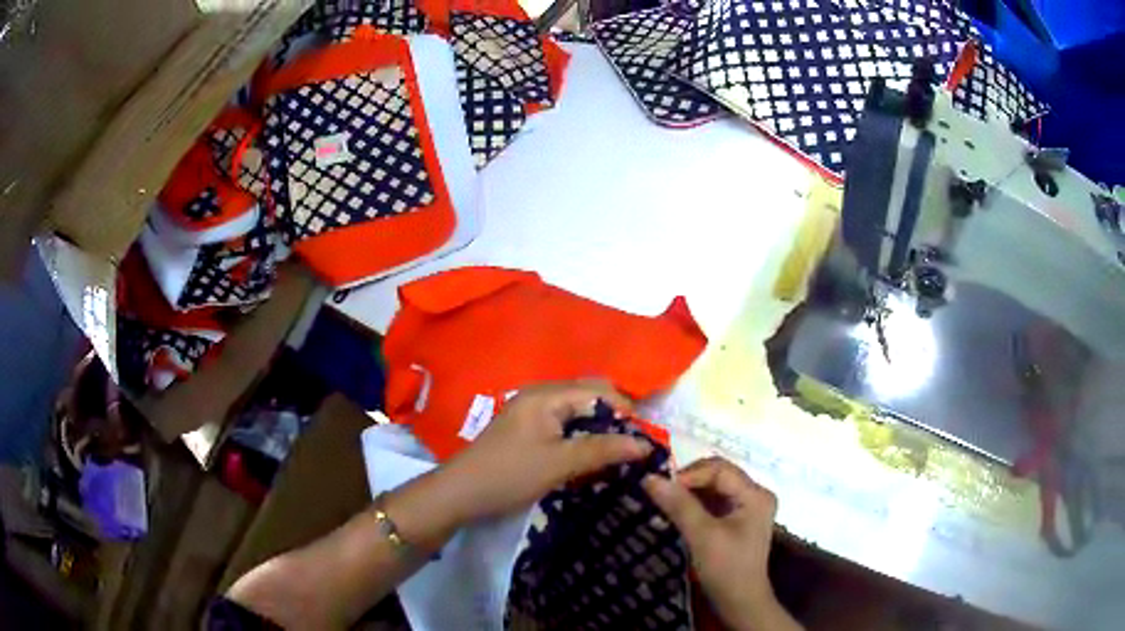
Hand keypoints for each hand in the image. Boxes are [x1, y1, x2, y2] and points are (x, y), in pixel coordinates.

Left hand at [430, 379, 653, 524]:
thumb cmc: (510, 474)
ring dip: (598, 428)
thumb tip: (645, 445)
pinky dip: (581, 436)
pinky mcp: (526, 430)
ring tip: (617, 453)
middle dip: (613, 417)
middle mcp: (540, 395)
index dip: (625, 411)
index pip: (599, 391)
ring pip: (576, 412)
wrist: (460, 493)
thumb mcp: (560, 464)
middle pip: (588, 396)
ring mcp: (531, 412)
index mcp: (547, 395)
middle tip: (632, 446)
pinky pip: (563, 425)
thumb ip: (602, 450)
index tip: (645, 439)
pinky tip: (590, 456)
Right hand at [643, 457, 798, 630]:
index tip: (660, 487)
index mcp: (755, 495)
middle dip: (688, 482)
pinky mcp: (737, 519)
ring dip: (688, 493)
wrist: (740, 602)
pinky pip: (713, 501)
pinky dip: (693, 504)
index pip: (719, 470)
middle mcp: (755, 495)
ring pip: (713, 488)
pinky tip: (675, 512)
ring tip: (663, 501)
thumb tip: (650, 478)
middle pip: (717, 475)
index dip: (688, 474)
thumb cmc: (726, 569)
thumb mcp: (702, 536)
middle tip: (659, 493)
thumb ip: (679, 505)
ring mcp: (747, 507)